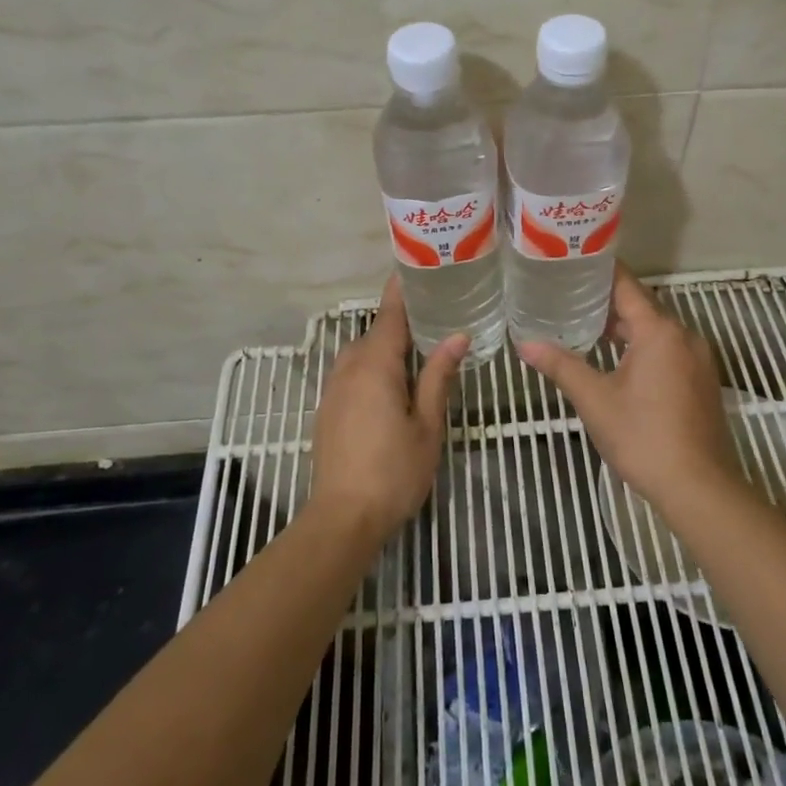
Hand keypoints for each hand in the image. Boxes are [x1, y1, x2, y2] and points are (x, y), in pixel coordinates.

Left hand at [310, 275, 467, 539]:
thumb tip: (457, 336)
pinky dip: (373, 365)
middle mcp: (349, 369)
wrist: (343, 518)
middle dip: (402, 320)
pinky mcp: (328, 408)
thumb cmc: (394, 471)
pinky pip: (353, 372)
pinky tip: (394, 382)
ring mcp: (334, 389)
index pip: (389, 314)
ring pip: (362, 353)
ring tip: (420, 347)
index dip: (403, 290)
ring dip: (387, 345)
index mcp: (375, 366)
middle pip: (376, 332)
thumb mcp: (427, 424)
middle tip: (437, 312)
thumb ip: (438, 376)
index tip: (419, 267)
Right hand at [518, 263, 737, 509]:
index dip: (601, 271)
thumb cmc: (643, 437)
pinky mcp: (702, 381)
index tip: (574, 261)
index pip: (627, 286)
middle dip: (608, 302)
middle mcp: (684, 336)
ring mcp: (698, 359)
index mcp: (659, 331)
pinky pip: (669, 350)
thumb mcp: (595, 400)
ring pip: (657, 331)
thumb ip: (562, 366)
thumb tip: (524, 345)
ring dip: (626, 327)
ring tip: (588, 326)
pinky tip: (619, 361)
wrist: (697, 486)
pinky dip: (644, 347)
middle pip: (643, 307)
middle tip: (570, 296)